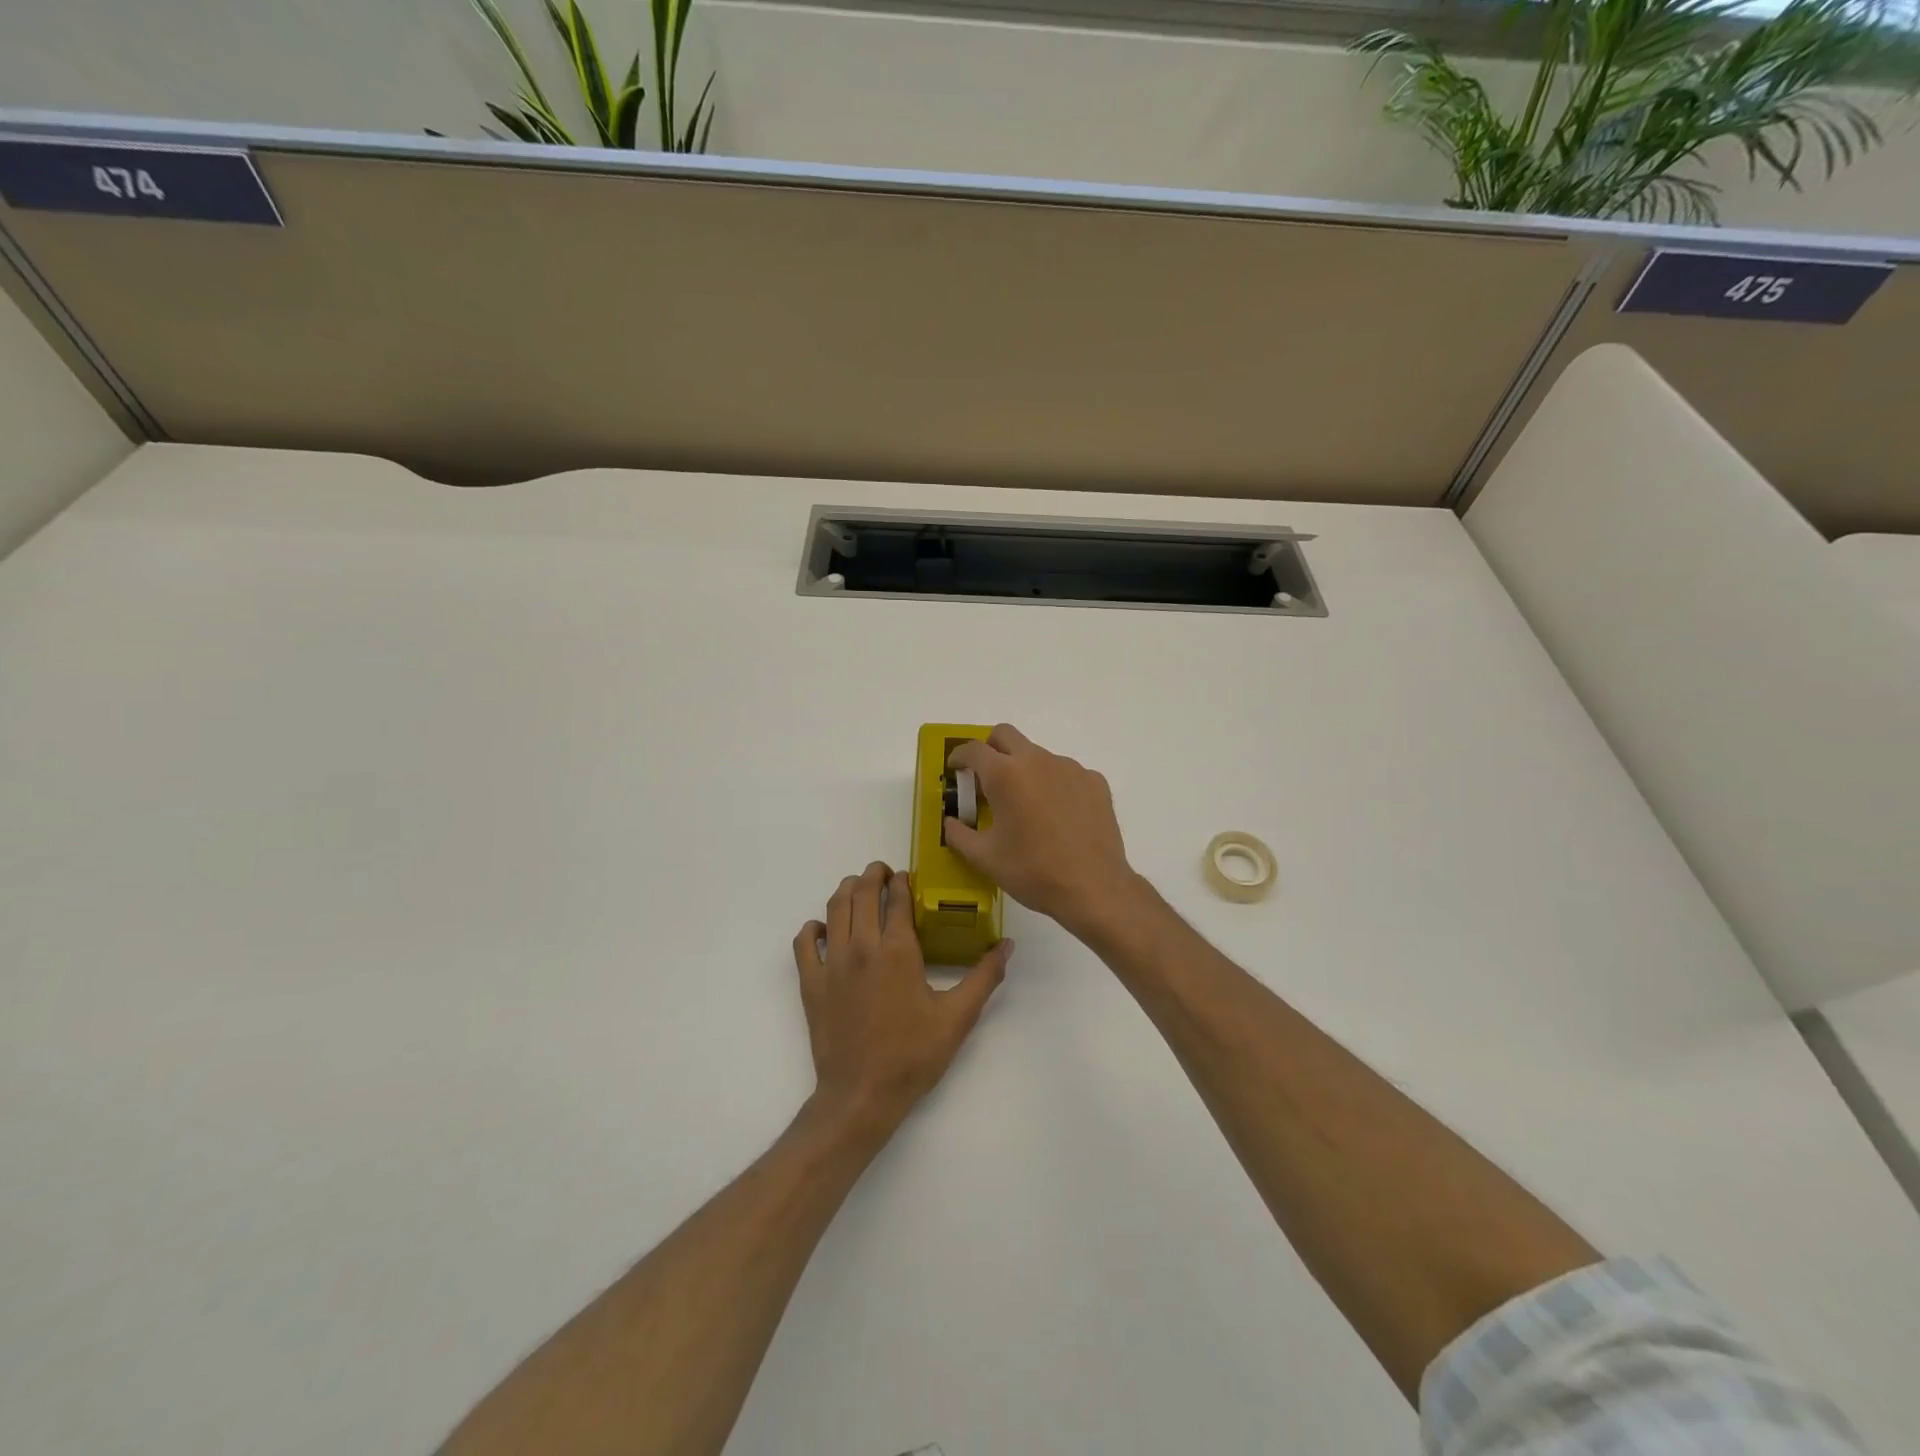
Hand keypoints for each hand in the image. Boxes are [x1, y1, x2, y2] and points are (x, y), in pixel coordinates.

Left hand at [792, 861, 1012, 1137]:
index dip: (902, 881)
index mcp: (897, 950)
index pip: (897, 898)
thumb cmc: (912, 1056)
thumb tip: (1007, 945)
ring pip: (833, 908)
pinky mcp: (810, 982)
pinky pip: (804, 942)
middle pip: (861, 893)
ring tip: (858, 888)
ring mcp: (831, 963)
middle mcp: (862, 947)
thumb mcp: (957, 1018)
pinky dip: (813, 928)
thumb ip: (984, 977)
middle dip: (873, 875)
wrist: (861, 1096)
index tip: (907, 876)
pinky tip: (824, 930)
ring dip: (846, 891)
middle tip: (883, 873)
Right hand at [944, 725, 1137, 935]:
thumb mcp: (984, 858)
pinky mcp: (1095, 781)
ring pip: (1038, 755)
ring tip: (1026, 806)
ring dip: (1024, 770)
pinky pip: (1066, 773)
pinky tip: (1058, 816)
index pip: (973, 749)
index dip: (959, 756)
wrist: (1094, 888)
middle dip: (990, 748)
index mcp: (1005, 775)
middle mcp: (1037, 761)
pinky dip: (1054, 785)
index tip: (955, 768)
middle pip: (1006, 735)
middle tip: (985, 777)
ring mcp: (1070, 768)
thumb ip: (958, 834)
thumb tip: (950, 822)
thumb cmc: (1032, 872)